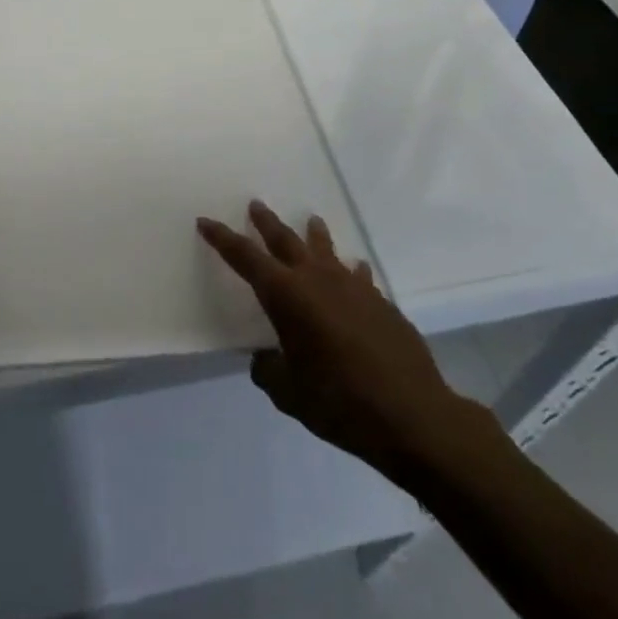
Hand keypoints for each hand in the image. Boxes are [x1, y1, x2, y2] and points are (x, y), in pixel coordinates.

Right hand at [198, 201, 503, 474]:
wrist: (411, 413)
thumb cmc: (340, 402)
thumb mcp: (289, 394)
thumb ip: (269, 370)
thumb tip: (266, 358)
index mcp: (287, 296)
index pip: (246, 258)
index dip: (223, 238)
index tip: (205, 221)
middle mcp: (317, 279)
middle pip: (285, 240)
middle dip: (266, 223)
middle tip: (255, 204)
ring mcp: (353, 286)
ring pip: (326, 249)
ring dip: (314, 234)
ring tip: (311, 220)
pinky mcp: (380, 301)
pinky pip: (358, 275)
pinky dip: (349, 270)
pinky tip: (355, 271)